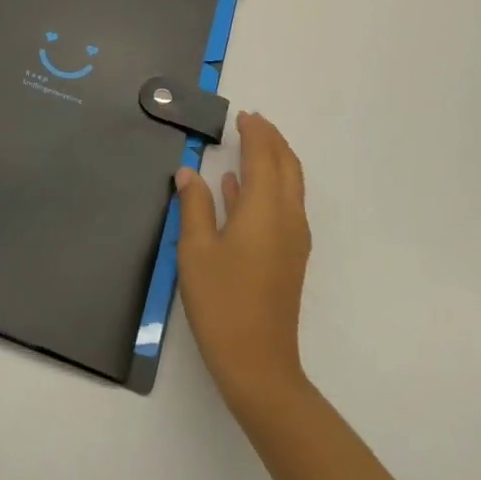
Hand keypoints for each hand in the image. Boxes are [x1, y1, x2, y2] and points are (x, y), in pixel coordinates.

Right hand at [175, 111, 311, 410]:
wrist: (259, 364)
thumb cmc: (222, 302)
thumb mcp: (195, 250)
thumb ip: (193, 205)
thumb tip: (188, 171)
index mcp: (265, 209)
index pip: (264, 156)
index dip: (255, 133)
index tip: (242, 115)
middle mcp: (287, 217)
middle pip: (287, 166)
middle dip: (272, 140)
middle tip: (252, 122)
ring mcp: (292, 239)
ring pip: (290, 185)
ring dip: (274, 160)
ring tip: (250, 145)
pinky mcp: (289, 257)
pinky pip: (284, 205)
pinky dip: (267, 186)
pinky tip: (237, 188)